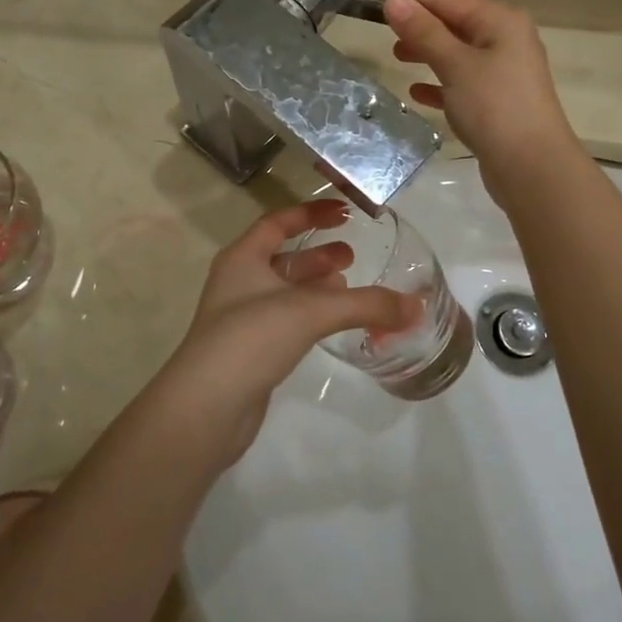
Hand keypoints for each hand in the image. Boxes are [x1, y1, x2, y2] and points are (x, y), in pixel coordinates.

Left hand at [157, 200, 416, 465]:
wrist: (205, 408)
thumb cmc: (250, 339)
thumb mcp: (310, 312)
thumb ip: (365, 305)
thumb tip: (416, 307)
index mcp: (242, 258)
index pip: (278, 222)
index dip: (310, 214)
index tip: (344, 212)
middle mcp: (239, 283)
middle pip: (282, 258)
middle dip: (318, 255)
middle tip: (353, 257)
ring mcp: (242, 319)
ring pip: (285, 292)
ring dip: (316, 287)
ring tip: (349, 287)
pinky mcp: (250, 352)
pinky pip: (287, 321)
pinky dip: (311, 316)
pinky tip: (332, 326)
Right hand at [372, 0, 583, 188]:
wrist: (533, 168)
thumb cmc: (495, 107)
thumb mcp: (456, 65)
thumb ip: (424, 32)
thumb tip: (395, 1)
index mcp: (500, 21)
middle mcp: (505, 39)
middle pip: (452, 21)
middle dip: (417, 20)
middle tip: (378, 22)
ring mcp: (504, 71)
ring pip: (456, 51)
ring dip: (426, 50)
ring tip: (395, 53)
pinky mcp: (498, 101)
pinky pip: (461, 82)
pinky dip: (439, 82)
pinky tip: (416, 91)